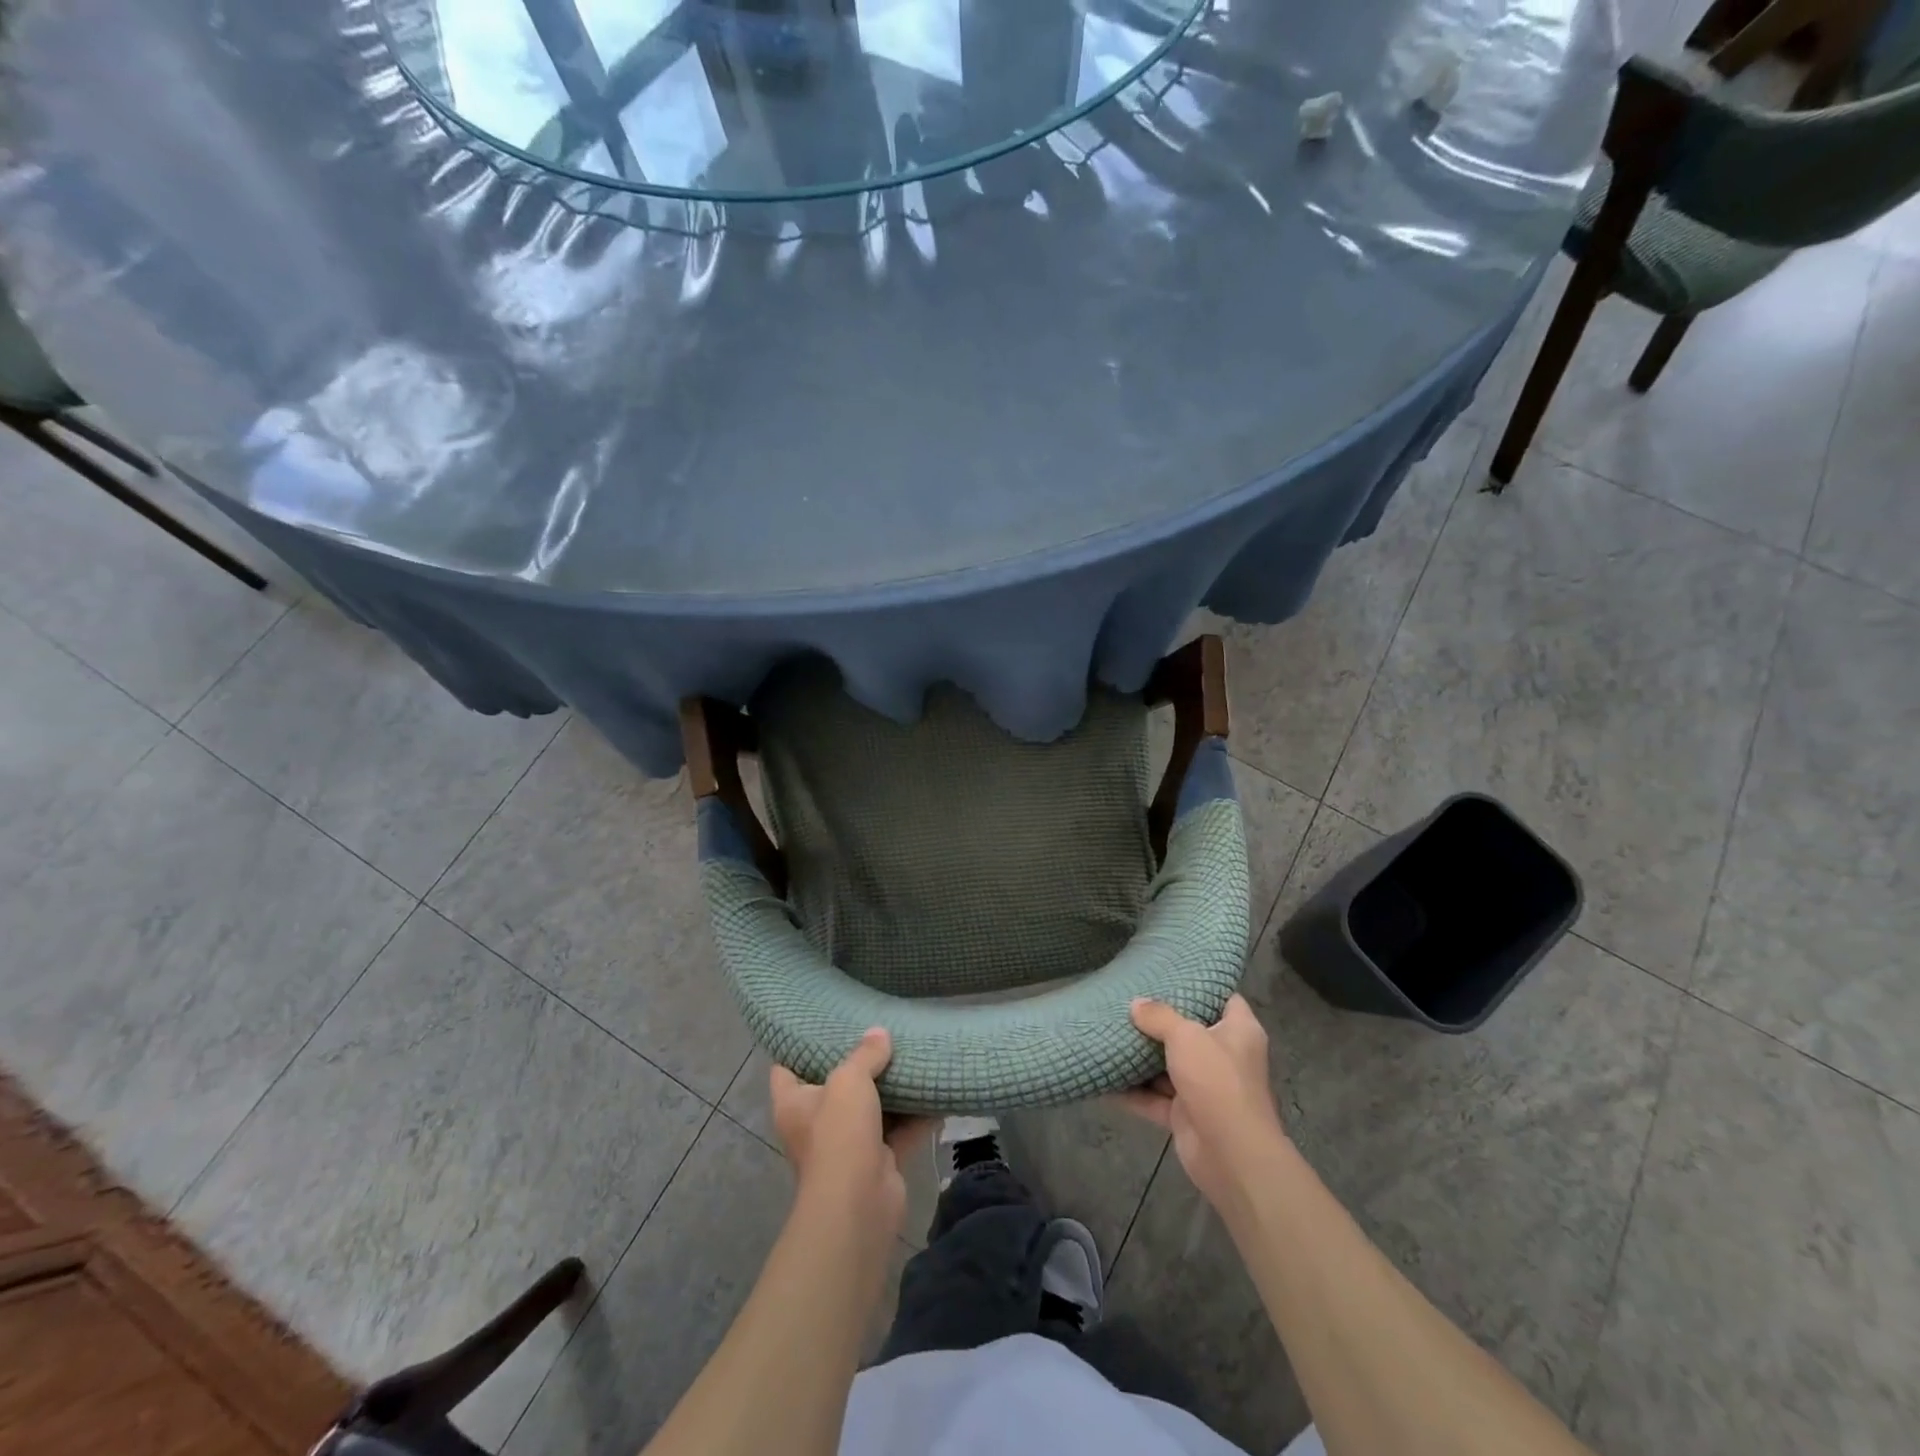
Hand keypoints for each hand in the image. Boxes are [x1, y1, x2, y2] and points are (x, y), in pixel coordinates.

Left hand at [770, 1029, 932, 1238]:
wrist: (859, 1205)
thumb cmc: (838, 1134)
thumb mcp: (849, 1080)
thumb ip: (865, 1054)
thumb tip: (879, 1033)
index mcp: (793, 1103)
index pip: (785, 1068)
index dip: (798, 1045)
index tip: (820, 1023)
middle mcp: (815, 1123)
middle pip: (834, 1085)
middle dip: (856, 1063)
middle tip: (876, 1032)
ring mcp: (846, 1144)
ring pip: (870, 1107)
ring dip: (890, 1088)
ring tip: (909, 1053)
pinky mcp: (877, 1160)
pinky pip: (898, 1130)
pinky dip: (915, 1115)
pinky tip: (934, 1090)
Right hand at [1115, 995, 1286, 1212]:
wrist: (1231, 1155)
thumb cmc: (1217, 1081)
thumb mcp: (1186, 1036)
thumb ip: (1159, 1016)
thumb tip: (1136, 1004)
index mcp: (1240, 1032)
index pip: (1226, 999)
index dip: (1203, 987)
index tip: (1173, 976)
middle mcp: (1225, 1057)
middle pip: (1191, 1032)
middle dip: (1162, 1022)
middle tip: (1130, 1001)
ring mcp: (1205, 1088)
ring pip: (1169, 1066)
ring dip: (1142, 1057)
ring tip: (1111, 1033)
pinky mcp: (1186, 1115)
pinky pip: (1154, 1098)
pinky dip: (1132, 1092)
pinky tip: (1104, 1079)